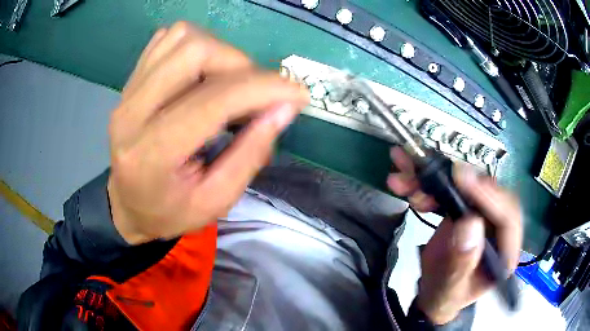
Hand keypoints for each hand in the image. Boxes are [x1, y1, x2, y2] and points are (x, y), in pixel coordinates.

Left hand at [107, 22, 308, 244]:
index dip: (263, 89)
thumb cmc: (170, 212)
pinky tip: (204, 73)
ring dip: (220, 53)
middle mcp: (132, 112)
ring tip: (229, 84)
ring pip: (182, 37)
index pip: (212, 101)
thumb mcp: (216, 201)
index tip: (296, 93)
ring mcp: (128, 91)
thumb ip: (250, 154)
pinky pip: (168, 39)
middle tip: (255, 94)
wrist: (128, 204)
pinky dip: (197, 46)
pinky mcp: (131, 80)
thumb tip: (284, 108)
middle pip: (194, 52)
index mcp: (151, 154)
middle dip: (240, 65)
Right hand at [387, 147, 521, 324]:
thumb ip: (461, 264)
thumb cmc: (445, 296)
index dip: (489, 195)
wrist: (433, 294)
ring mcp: (481, 214)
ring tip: (404, 179)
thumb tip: (470, 224)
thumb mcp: (450, 288)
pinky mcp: (464, 209)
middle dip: (455, 180)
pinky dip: (427, 184)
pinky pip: (449, 189)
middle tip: (429, 171)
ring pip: (465, 185)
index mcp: (504, 250)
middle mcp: (497, 226)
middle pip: (486, 191)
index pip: (507, 216)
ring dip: (433, 178)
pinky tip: (406, 185)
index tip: (463, 179)